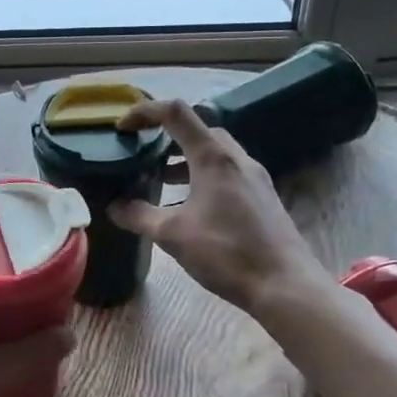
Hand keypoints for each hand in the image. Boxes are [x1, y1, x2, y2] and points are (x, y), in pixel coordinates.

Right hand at [108, 98, 329, 315]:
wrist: (284, 284)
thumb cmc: (226, 252)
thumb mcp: (172, 235)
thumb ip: (139, 216)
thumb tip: (113, 207)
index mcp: (214, 157)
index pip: (175, 113)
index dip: (145, 112)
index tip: (122, 128)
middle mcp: (237, 158)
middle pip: (199, 130)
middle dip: (167, 136)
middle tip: (144, 154)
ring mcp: (255, 177)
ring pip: (216, 153)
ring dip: (186, 158)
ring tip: (162, 179)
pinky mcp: (263, 197)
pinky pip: (228, 172)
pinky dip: (204, 176)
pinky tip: (192, 206)